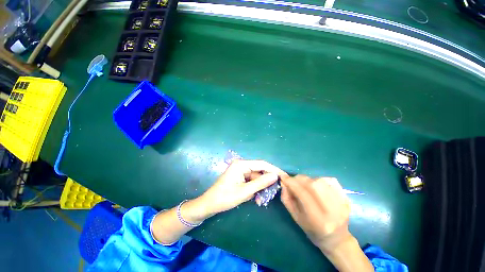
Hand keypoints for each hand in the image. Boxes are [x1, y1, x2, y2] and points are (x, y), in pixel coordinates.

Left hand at [199, 160, 287, 216]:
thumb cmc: (225, 197)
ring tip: (264, 198)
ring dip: (261, 187)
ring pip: (256, 177)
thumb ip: (261, 183)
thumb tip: (275, 176)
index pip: (262, 164)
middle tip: (276, 190)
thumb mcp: (245, 191)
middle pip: (260, 170)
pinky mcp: (240, 177)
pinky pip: (252, 181)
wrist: (210, 204)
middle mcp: (242, 165)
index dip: (273, 169)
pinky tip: (257, 198)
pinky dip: (255, 189)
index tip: (284, 176)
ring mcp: (241, 171)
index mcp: (241, 164)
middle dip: (267, 181)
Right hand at [280, 175, 351, 252]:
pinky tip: (317, 185)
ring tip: (305, 184)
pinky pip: (331, 180)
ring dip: (308, 179)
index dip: (291, 183)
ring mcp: (342, 203)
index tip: (283, 177)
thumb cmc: (313, 231)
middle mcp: (332, 211)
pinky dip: (320, 179)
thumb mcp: (296, 218)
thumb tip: (284, 183)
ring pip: (321, 181)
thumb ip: (287, 199)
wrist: (337, 239)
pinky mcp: (346, 198)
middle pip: (313, 185)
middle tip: (293, 180)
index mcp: (318, 220)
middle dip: (299, 179)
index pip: (303, 194)